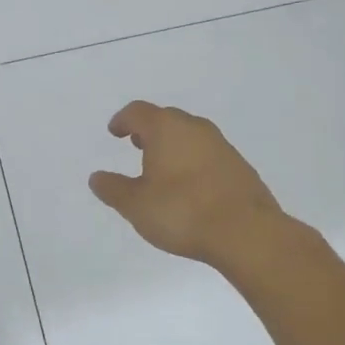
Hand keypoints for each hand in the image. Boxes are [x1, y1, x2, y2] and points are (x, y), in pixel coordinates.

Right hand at [89, 101, 281, 263]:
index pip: (138, 111)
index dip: (123, 120)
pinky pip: (208, 153)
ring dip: (173, 145)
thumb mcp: (136, 205)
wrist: (247, 233)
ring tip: (162, 168)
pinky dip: (193, 160)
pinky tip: (190, 186)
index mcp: (166, 128)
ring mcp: (221, 145)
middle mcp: (194, 128)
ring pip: (190, 135)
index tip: (115, 132)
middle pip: (166, 118)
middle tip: (136, 146)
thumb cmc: (183, 212)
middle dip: (149, 130)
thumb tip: (96, 177)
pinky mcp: (239, 166)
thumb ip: (113, 189)